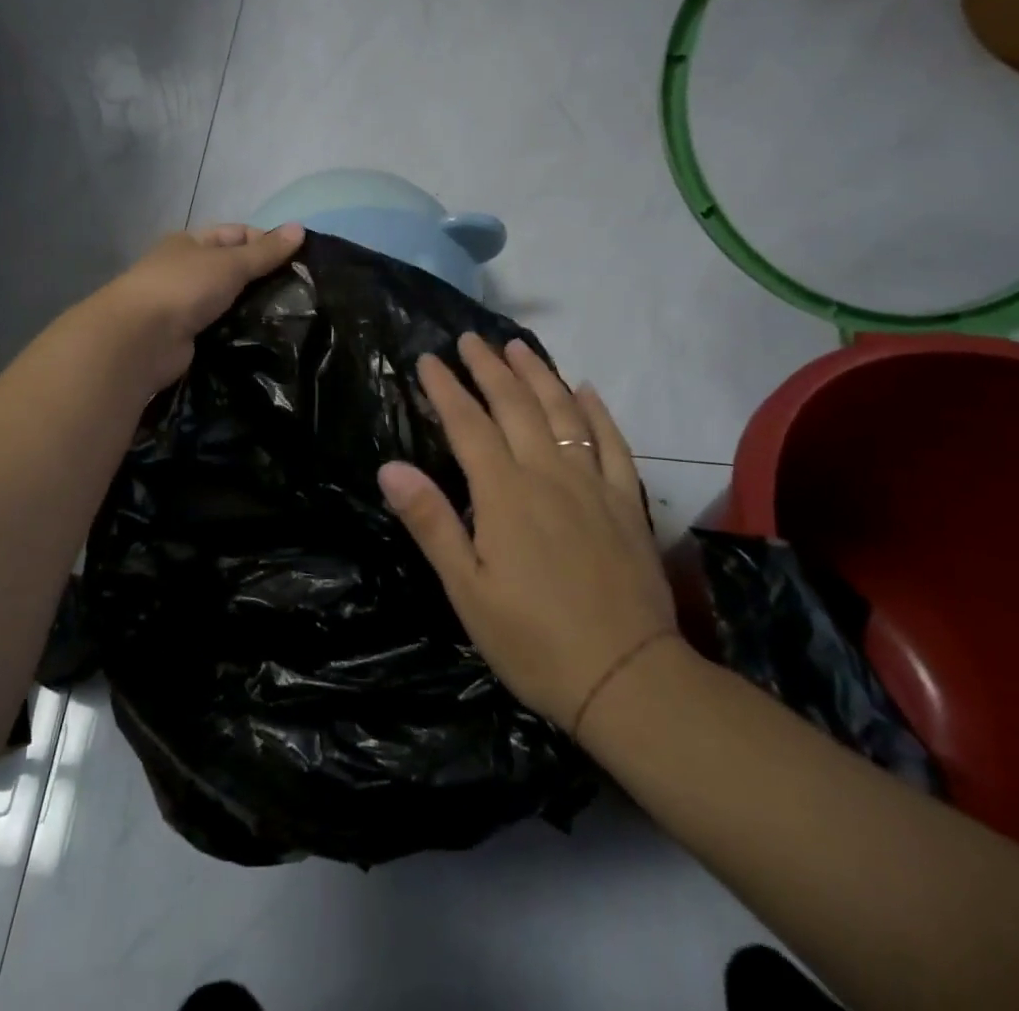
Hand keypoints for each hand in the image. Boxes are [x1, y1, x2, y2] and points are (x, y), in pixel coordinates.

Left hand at [90, 223, 304, 394]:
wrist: (141, 340)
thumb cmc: (184, 287)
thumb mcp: (230, 263)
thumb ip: (265, 251)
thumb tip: (300, 227)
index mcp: (191, 243)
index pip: (236, 234)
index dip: (266, 241)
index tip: (299, 259)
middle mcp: (187, 271)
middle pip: (233, 269)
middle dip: (263, 278)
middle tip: (302, 291)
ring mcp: (185, 306)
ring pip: (229, 301)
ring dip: (253, 307)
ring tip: (293, 316)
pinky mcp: (189, 337)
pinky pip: (222, 329)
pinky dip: (241, 332)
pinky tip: (268, 338)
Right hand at [378, 334, 679, 731]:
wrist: (627, 679)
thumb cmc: (533, 640)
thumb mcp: (467, 590)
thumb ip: (431, 522)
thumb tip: (391, 467)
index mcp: (505, 494)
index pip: (468, 425)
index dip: (446, 389)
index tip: (428, 360)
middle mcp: (548, 475)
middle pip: (516, 407)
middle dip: (489, 369)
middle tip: (470, 340)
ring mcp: (593, 485)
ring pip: (563, 413)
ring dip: (539, 376)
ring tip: (519, 348)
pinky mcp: (628, 503)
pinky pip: (613, 444)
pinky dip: (598, 412)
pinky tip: (587, 391)